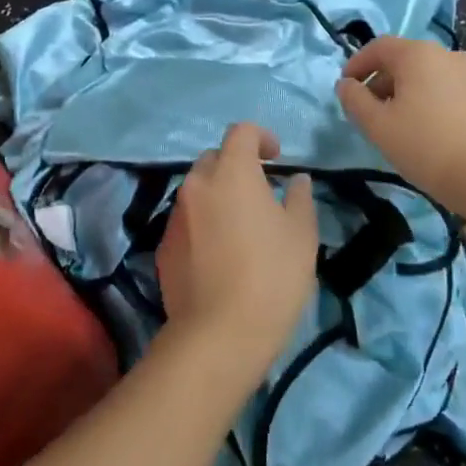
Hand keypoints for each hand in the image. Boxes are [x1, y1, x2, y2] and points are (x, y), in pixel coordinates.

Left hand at [157, 122, 319, 390]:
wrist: (219, 333)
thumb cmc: (271, 276)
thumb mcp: (301, 235)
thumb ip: (299, 198)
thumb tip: (296, 180)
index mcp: (231, 172)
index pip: (240, 132)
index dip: (260, 137)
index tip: (275, 158)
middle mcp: (196, 184)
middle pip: (215, 158)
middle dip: (236, 165)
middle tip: (260, 192)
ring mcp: (175, 215)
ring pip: (197, 190)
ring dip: (218, 195)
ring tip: (241, 226)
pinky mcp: (164, 245)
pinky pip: (186, 220)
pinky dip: (203, 223)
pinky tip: (220, 254)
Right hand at [336, 36, 465, 211]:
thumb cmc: (428, 147)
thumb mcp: (378, 126)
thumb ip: (355, 100)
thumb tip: (346, 85)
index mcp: (418, 54)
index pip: (378, 47)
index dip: (357, 64)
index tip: (346, 87)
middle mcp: (448, 55)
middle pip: (405, 60)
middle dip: (382, 81)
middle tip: (369, 111)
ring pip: (429, 76)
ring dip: (407, 93)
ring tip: (399, 125)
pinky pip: (449, 91)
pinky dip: (432, 102)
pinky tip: (430, 133)